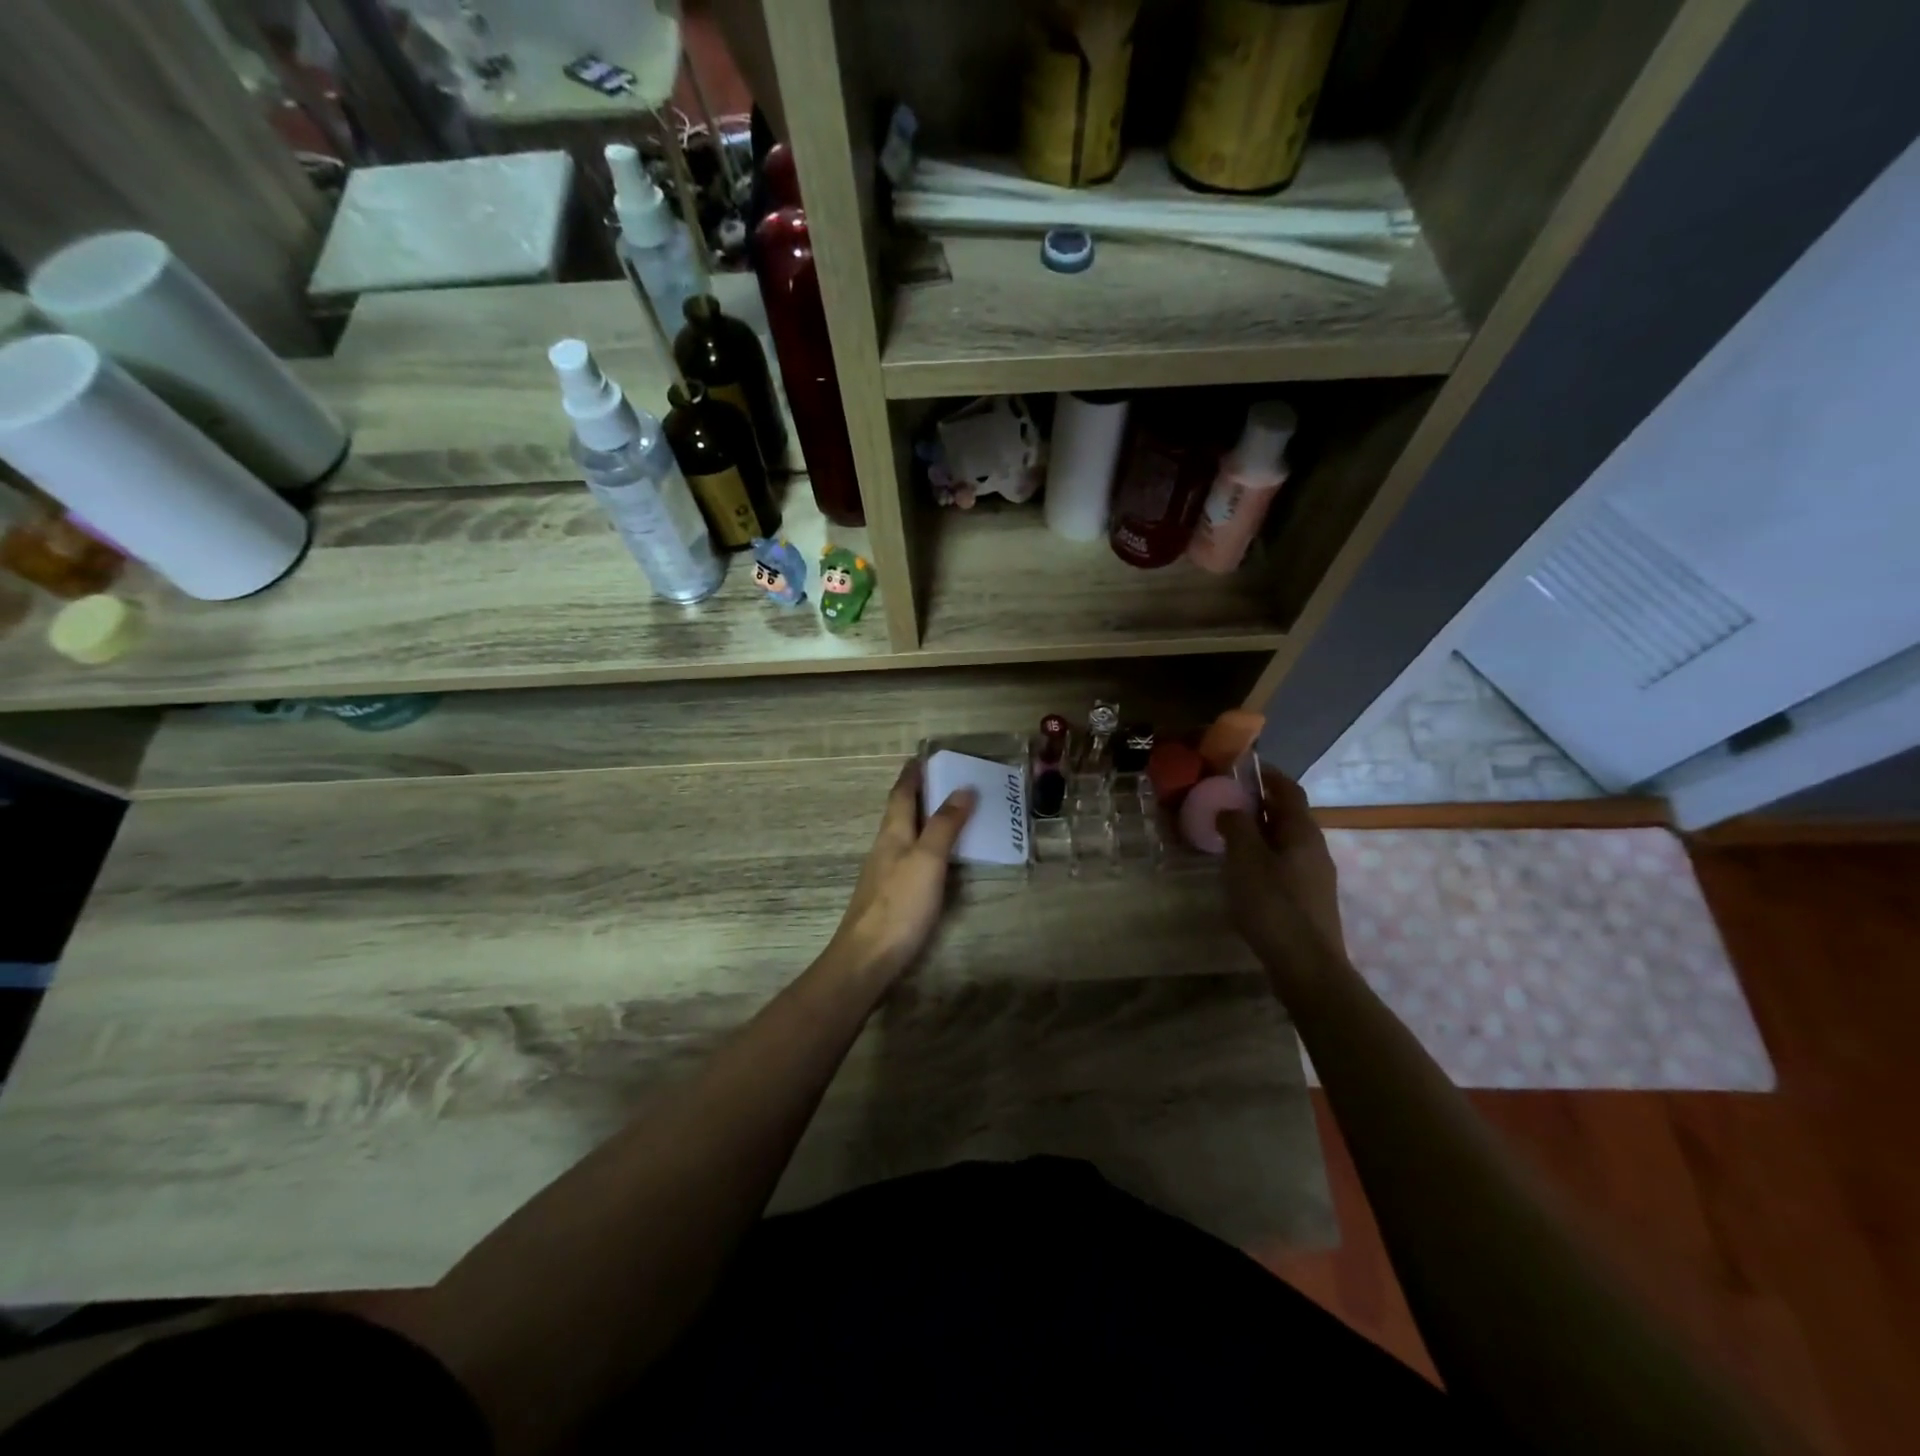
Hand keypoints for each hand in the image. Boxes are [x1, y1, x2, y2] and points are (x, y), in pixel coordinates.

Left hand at [826, 760, 976, 979]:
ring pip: (905, 835)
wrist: (867, 959)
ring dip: (923, 819)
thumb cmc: (899, 905)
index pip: (901, 794)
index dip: (912, 774)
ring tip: (949, 812)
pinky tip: (938, 857)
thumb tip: (963, 788)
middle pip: (901, 812)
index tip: (923, 755)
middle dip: (919, 793)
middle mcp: (886, 848)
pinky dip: (926, 845)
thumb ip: (944, 825)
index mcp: (892, 833)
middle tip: (945, 779)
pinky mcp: (891, 896)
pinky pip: (910, 857)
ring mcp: (885, 873)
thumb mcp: (927, 860)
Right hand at [1218, 767, 1347, 970]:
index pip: (1288, 790)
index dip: (1267, 775)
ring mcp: (1315, 876)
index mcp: (1302, 831)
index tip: (1242, 767)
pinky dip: (1263, 857)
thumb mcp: (1245, 860)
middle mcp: (1314, 848)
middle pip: (1287, 815)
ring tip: (1228, 836)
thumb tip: (1230, 807)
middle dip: (1258, 805)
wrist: (1307, 966)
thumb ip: (1236, 826)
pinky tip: (1243, 873)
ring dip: (1259, 833)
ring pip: (1285, 842)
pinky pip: (1284, 864)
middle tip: (1225, 802)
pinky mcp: (1309, 899)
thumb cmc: (1273, 905)